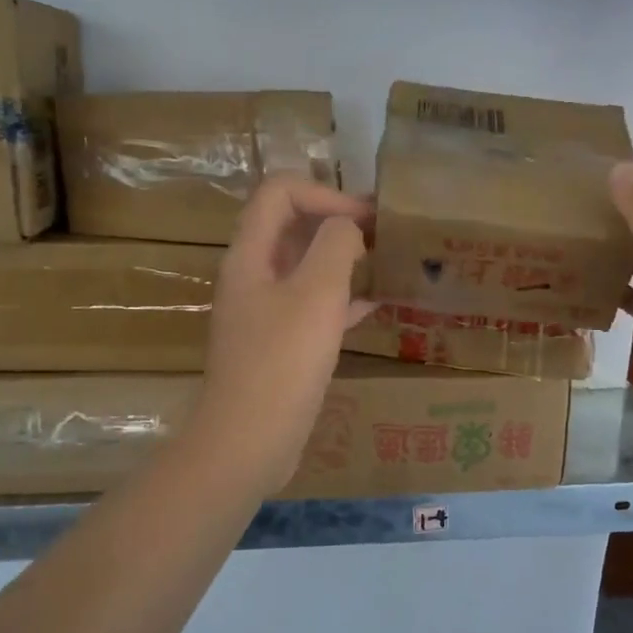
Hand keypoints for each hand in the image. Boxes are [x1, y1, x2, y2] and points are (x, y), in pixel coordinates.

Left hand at [187, 177, 374, 497]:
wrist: (249, 441)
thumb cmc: (283, 362)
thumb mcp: (317, 294)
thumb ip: (335, 245)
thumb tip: (347, 227)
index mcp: (251, 254)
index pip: (279, 192)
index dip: (324, 192)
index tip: (365, 219)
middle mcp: (252, 276)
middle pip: (291, 226)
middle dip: (336, 221)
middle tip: (383, 234)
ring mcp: (264, 312)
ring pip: (304, 267)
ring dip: (341, 259)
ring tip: (384, 263)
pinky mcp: (279, 344)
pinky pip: (312, 307)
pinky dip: (341, 299)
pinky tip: (375, 307)